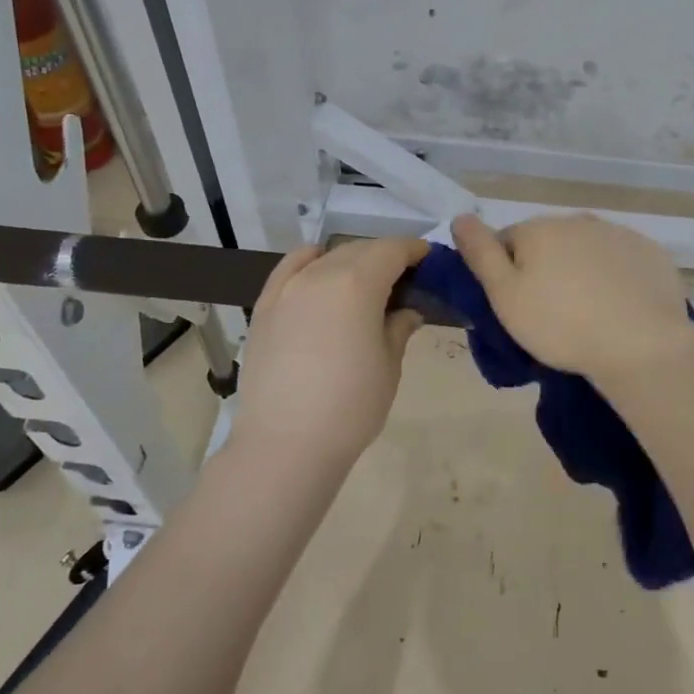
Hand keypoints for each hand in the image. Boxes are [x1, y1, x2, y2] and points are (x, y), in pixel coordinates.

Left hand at [227, 236, 428, 475]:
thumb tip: (406, 311)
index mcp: (357, 284)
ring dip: (350, 261)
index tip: (428, 260)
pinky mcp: (264, 307)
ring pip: (326, 258)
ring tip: (365, 283)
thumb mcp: (389, 366)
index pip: (392, 250)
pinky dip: (310, 262)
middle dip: (384, 256)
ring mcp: (287, 289)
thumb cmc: (351, 406)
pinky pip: (290, 268)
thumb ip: (398, 328)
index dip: (414, 250)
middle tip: (403, 279)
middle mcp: (320, 274)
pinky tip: (319, 270)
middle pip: (359, 250)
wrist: (286, 443)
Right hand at [451, 213, 693, 381]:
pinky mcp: (650, 253)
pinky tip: (619, 308)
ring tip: (588, 314)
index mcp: (539, 229)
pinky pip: (621, 261)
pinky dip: (615, 278)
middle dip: (545, 270)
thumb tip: (460, 217)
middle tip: (551, 315)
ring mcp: (619, 234)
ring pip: (586, 250)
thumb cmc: (561, 325)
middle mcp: (578, 220)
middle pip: (548, 243)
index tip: (517, 307)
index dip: (506, 275)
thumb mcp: (505, 296)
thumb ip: (480, 253)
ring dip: (580, 272)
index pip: (507, 242)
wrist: (641, 345)